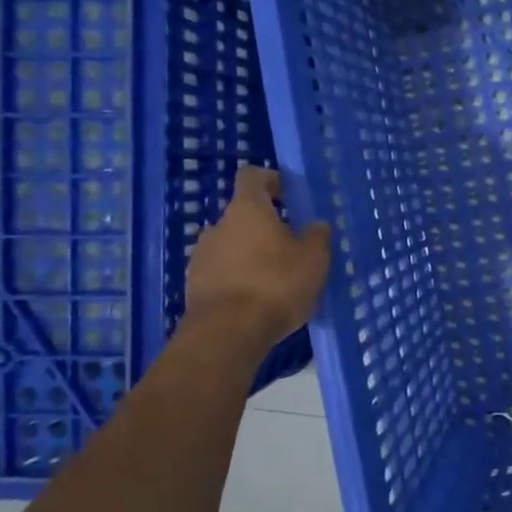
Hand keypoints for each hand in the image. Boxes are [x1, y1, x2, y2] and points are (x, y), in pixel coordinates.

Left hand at [183, 166, 331, 347]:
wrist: (227, 334)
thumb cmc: (275, 284)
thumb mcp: (314, 259)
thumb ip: (317, 236)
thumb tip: (315, 225)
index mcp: (246, 209)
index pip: (252, 176)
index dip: (271, 180)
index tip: (289, 195)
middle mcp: (218, 226)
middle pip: (243, 215)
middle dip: (266, 226)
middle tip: (292, 247)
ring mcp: (201, 257)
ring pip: (232, 245)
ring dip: (251, 254)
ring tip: (276, 278)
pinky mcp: (194, 287)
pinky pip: (222, 272)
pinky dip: (239, 278)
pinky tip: (257, 300)